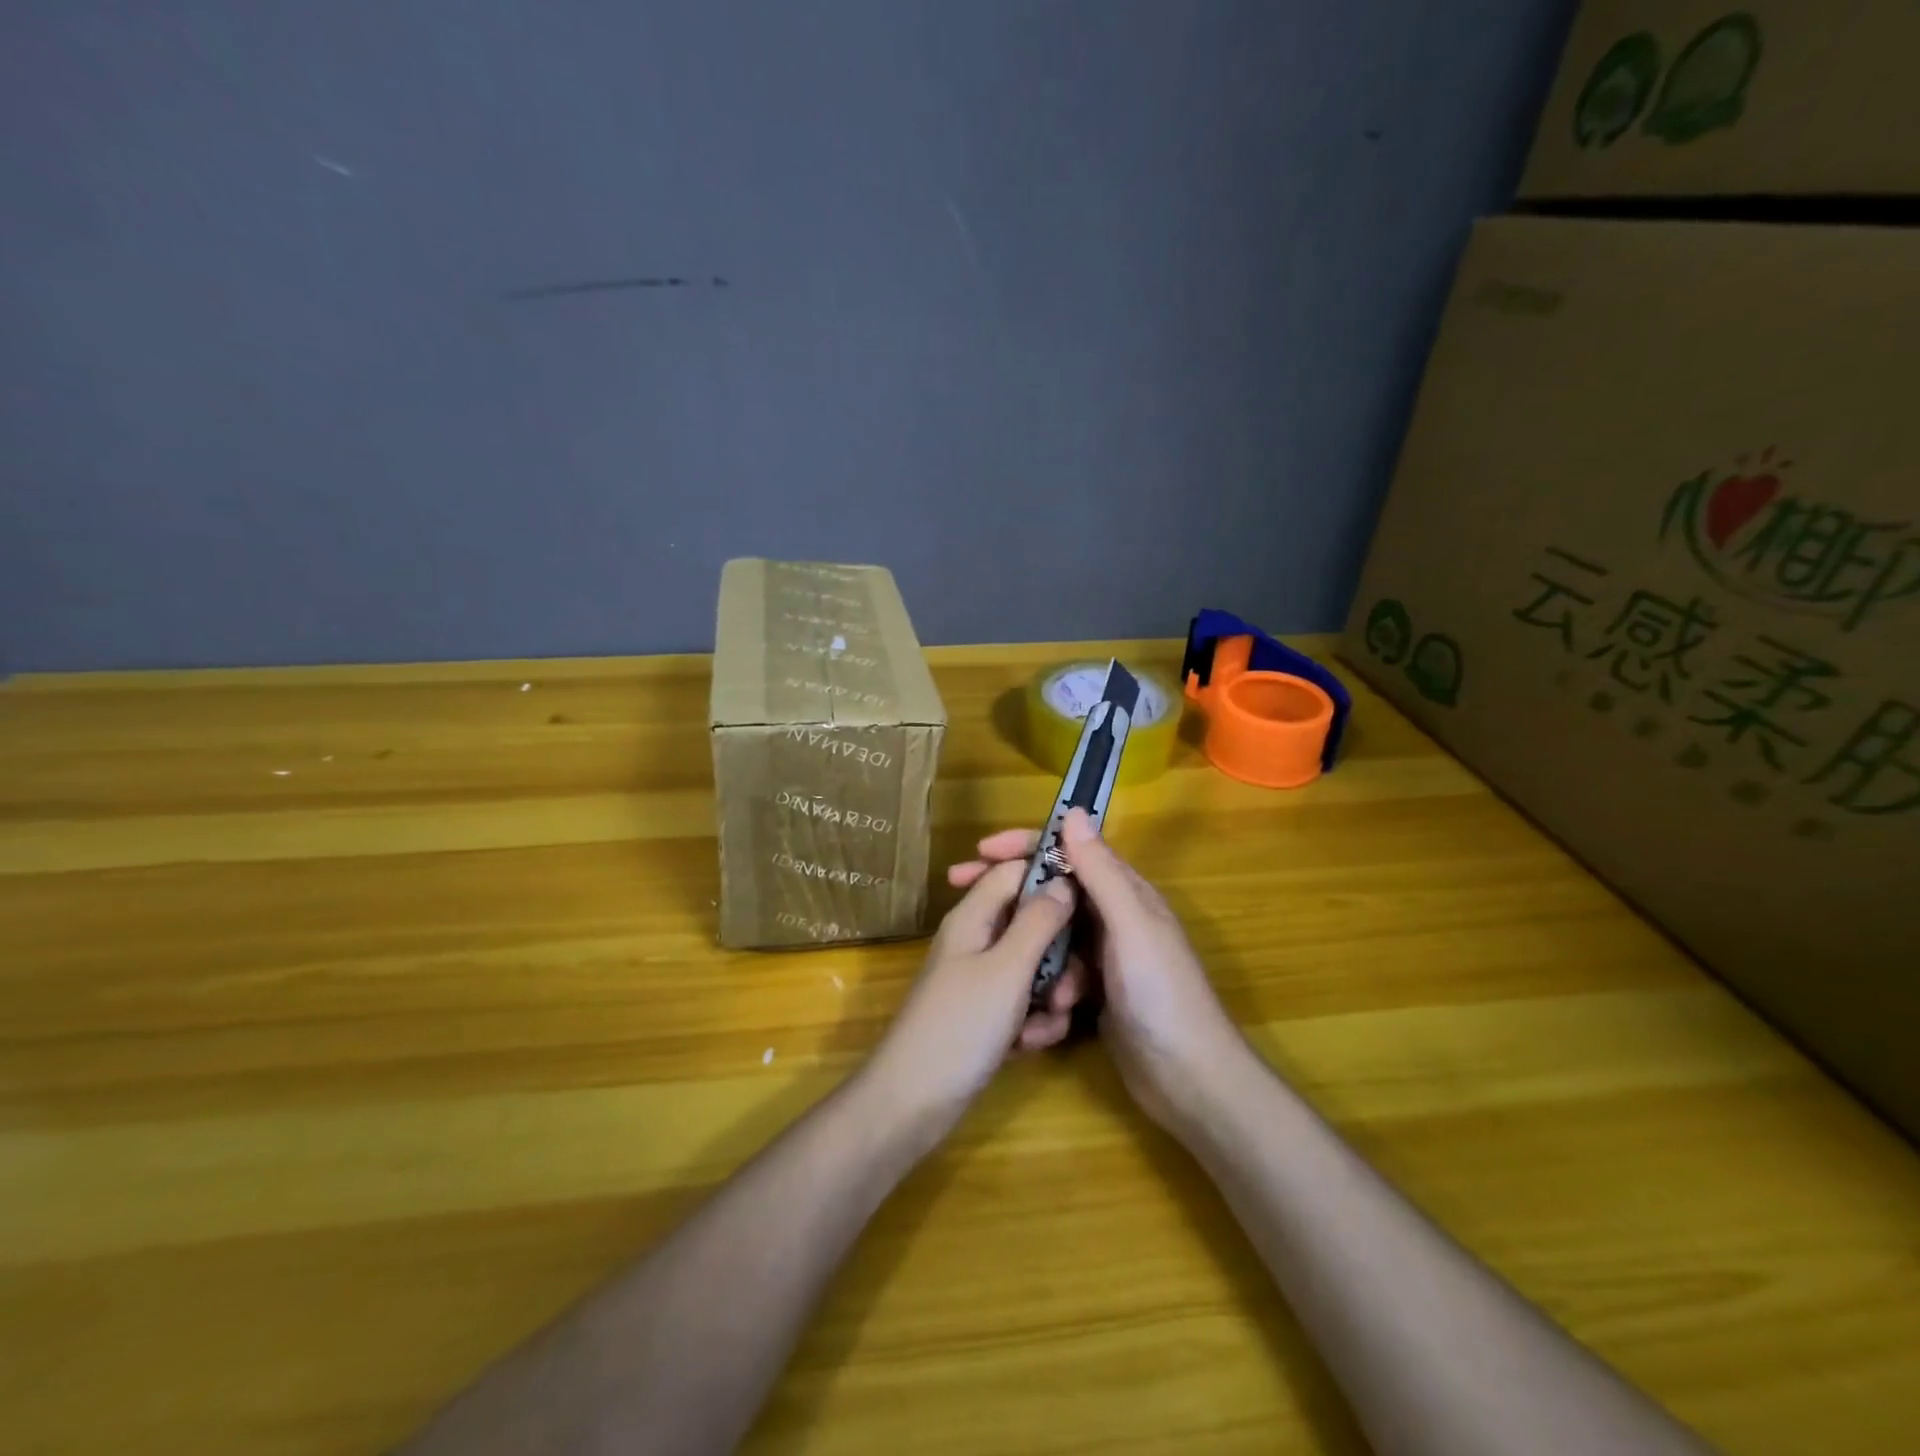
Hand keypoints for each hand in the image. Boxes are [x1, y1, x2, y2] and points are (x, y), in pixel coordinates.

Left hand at [867, 858, 1082, 1139]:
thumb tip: (1064, 880)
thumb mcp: (1007, 969)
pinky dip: (1034, 1020)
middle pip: (1032, 921)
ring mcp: (981, 978)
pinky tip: (1030, 1044)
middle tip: (1069, 985)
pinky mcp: (987, 1013)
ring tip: (1050, 1020)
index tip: (1090, 894)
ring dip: (1051, 992)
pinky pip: (1025, 1000)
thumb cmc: (960, 1025)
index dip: (1051, 873)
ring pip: (1035, 965)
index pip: (1015, 870)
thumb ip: (1038, 921)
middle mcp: (978, 939)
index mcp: (974, 916)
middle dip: (1059, 952)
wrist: (913, 1101)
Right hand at [948, 810, 1248, 1135]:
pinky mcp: (1093, 990)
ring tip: (1009, 970)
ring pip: (1048, 933)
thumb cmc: (1162, 994)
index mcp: (1124, 892)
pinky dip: (1042, 982)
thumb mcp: (1130, 926)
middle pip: (1052, 889)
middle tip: (960, 888)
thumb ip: (1101, 871)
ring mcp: (1102, 955)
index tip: (980, 850)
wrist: (1188, 1080)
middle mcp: (1112, 916)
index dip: (1024, 845)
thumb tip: (1073, 811)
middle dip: (1011, 891)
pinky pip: (1054, 970)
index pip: (1068, 850)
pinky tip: (1038, 1006)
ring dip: (1028, 948)